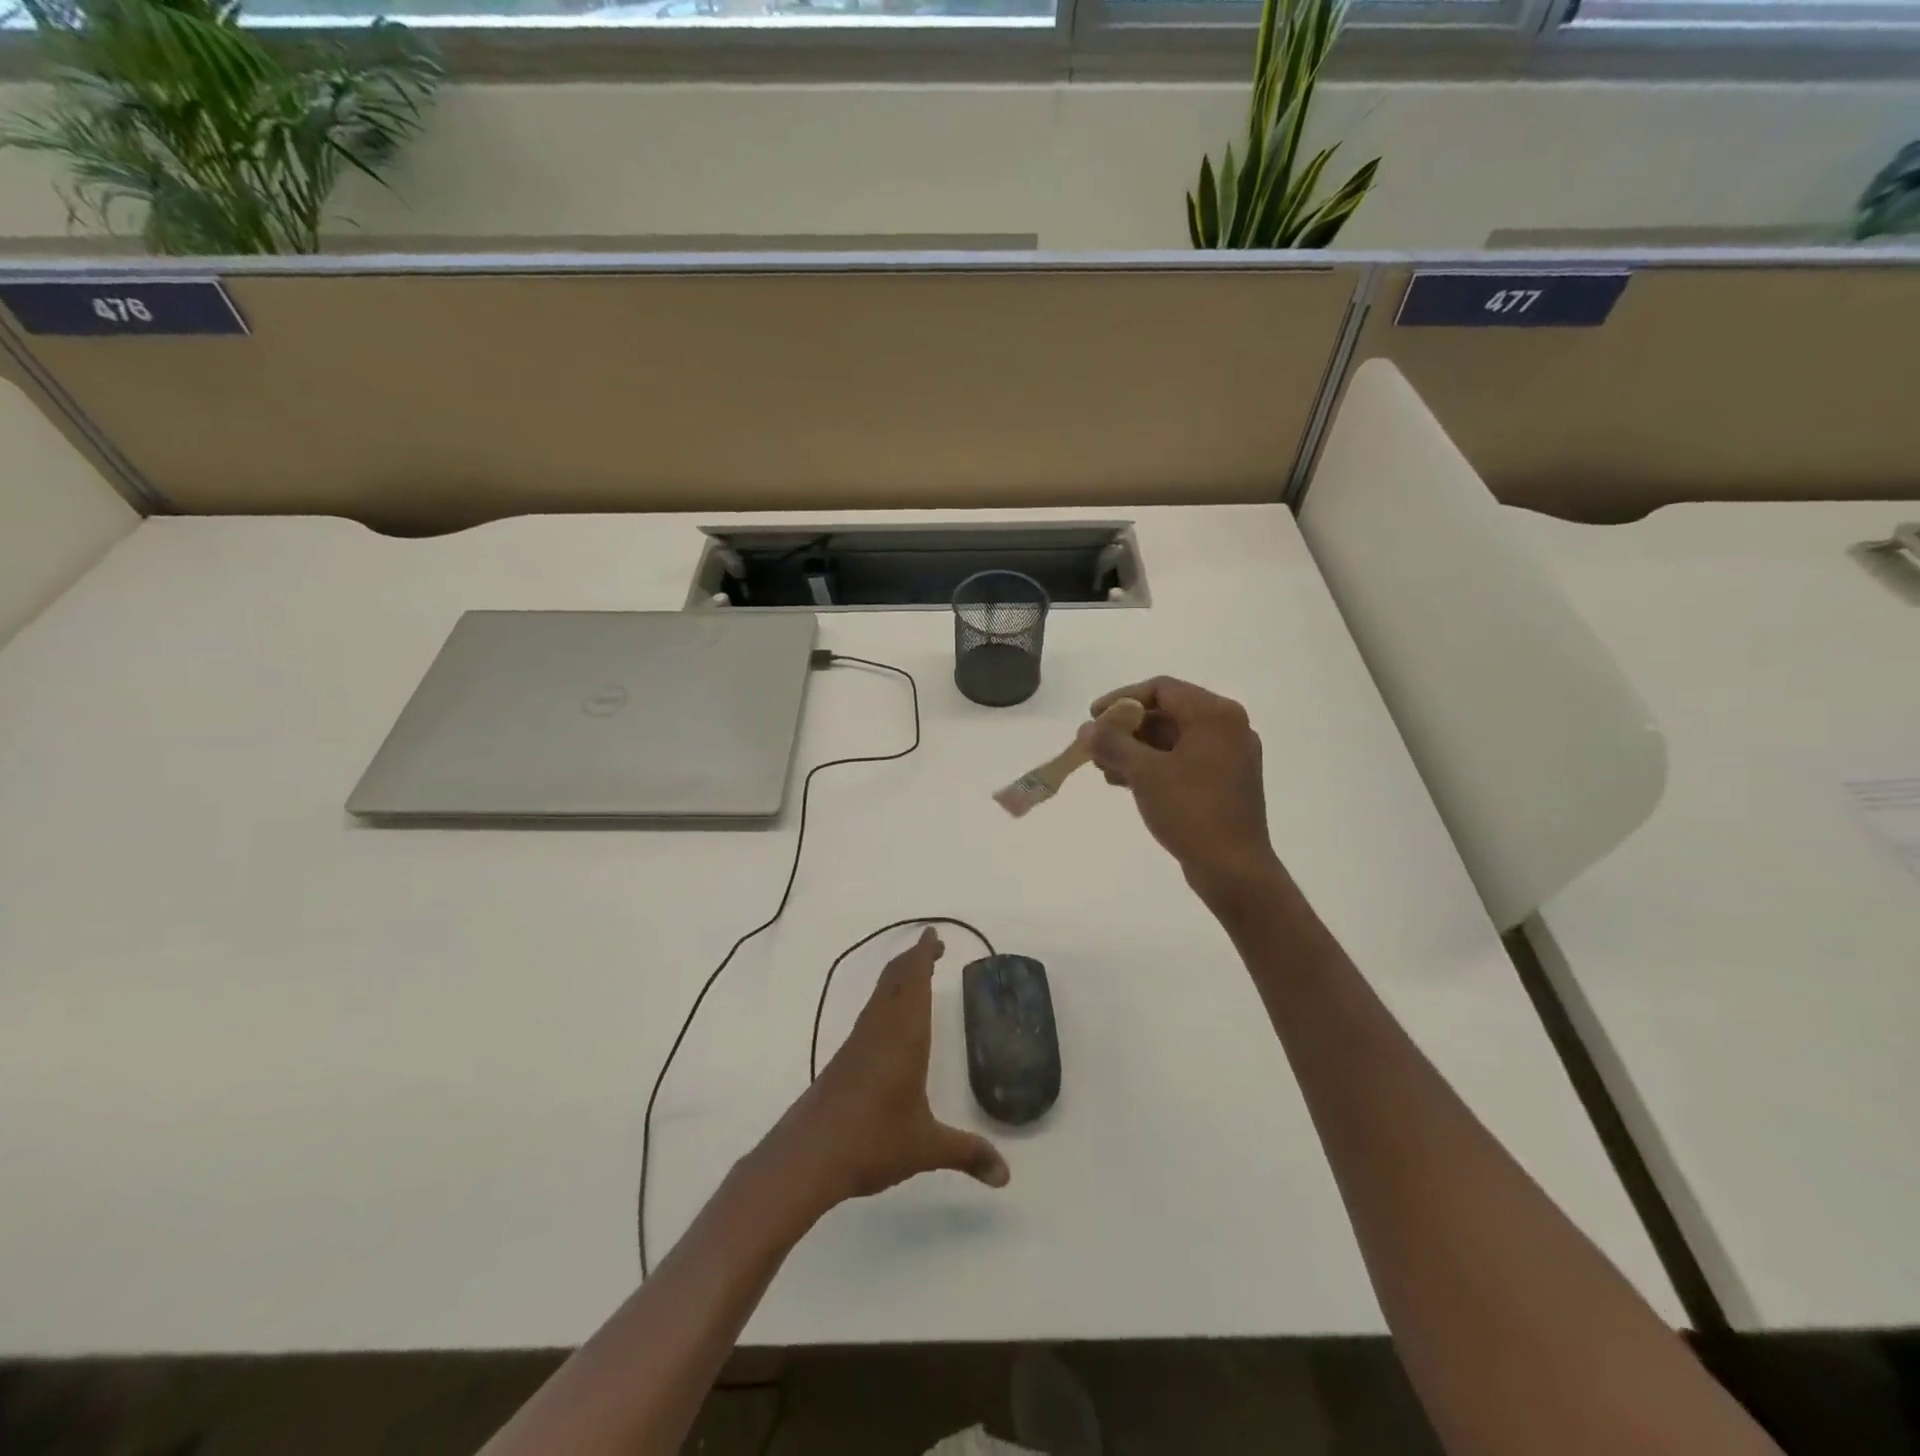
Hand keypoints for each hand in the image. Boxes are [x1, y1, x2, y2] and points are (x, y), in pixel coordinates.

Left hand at [767, 928, 1008, 1211]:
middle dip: (912, 959)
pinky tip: (888, 1021)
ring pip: (879, 996)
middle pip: (894, 980)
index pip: (914, 982)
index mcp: (904, 1037)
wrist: (806, 1157)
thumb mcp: (927, 1148)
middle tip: (931, 947)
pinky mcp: (843, 1060)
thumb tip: (1006, 1175)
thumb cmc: (872, 1141)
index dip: (923, 955)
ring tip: (914, 974)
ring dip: (897, 978)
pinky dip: (885, 1001)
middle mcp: (879, 1030)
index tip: (932, 935)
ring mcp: (857, 1044)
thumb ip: (967, 1154)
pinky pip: (869, 1015)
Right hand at [1085, 677, 1286, 910]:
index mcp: (1215, 715)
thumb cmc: (1191, 811)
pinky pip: (1183, 760)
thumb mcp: (1144, 773)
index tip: (1093, 717)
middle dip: (1127, 728)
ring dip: (1136, 749)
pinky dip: (1154, 765)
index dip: (1122, 699)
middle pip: (1168, 713)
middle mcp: (1228, 728)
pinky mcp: (1225, 782)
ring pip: (1173, 739)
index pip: (1161, 689)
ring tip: (1103, 768)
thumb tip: (1087, 729)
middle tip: (1095, 746)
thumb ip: (1113, 743)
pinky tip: (1124, 782)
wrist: (1234, 869)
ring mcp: (1229, 756)